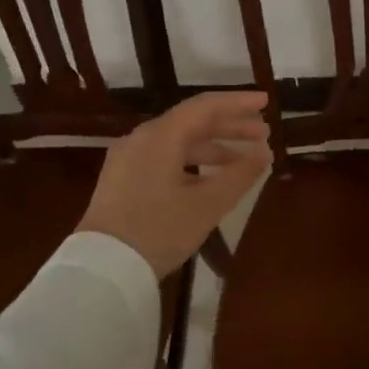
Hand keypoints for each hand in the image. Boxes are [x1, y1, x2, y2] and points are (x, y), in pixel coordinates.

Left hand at [76, 92, 270, 276]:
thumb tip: (264, 152)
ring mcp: (129, 158)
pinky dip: (191, 162)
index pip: (205, 107)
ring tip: (243, 160)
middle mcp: (142, 138)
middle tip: (263, 133)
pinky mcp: (123, 179)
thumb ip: (240, 174)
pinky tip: (209, 178)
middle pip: (191, 122)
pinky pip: (164, 158)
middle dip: (229, 127)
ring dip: (212, 147)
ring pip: (177, 142)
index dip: (238, 103)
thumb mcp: (207, 205)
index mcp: (161, 136)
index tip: (265, 102)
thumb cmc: (159, 230)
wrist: (103, 266)